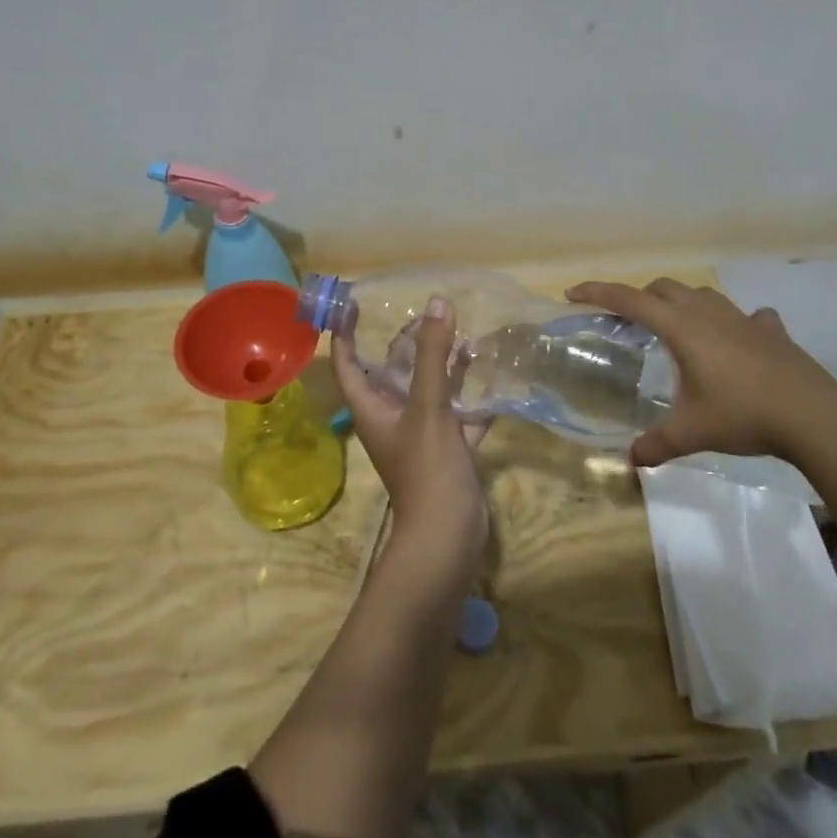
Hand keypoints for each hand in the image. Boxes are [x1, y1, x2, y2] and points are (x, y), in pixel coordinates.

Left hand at [332, 295, 488, 579]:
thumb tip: (437, 302)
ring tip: (463, 334)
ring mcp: (421, 435)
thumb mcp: (428, 406)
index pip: (348, 364)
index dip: (345, 334)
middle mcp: (392, 418)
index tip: (353, 304)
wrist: (448, 535)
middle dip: (407, 343)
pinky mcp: (449, 449)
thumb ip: (432, 355)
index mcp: (372, 408)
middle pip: (392, 372)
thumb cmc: (426, 467)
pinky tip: (491, 374)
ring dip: (443, 366)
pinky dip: (471, 396)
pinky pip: (459, 414)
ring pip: (428, 391)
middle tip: (427, 313)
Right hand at [565, 278, 836, 468]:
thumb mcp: (692, 433)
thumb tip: (630, 461)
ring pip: (703, 295)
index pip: (630, 300)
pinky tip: (739, 340)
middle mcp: (709, 315)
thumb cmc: (743, 415)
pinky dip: (735, 323)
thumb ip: (656, 445)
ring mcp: (744, 319)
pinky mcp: (772, 332)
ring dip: (682, 303)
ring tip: (677, 327)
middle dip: (640, 297)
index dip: (598, 292)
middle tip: (627, 320)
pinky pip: (747, 316)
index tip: (573, 294)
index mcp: (682, 329)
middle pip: (664, 288)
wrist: (814, 416)